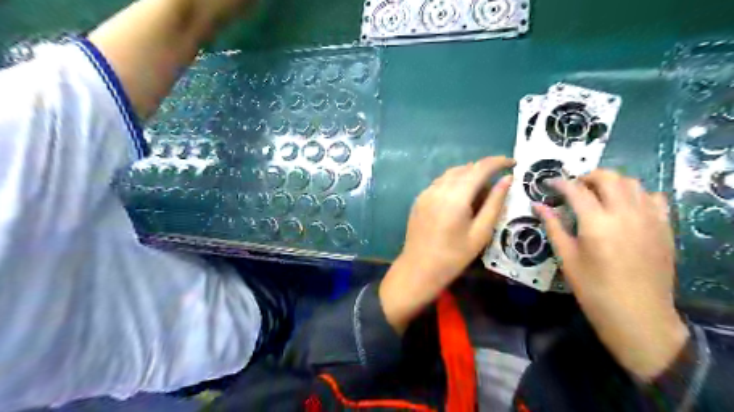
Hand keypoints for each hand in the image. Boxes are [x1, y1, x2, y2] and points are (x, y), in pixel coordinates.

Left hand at [379, 156, 514, 332]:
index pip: (480, 168)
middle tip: (497, 183)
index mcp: (455, 197)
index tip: (513, 162)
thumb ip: (495, 203)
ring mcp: (426, 192)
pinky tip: (460, 198)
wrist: (418, 269)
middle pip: (465, 168)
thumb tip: (507, 179)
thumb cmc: (453, 257)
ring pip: (451, 173)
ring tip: (480, 191)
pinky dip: (454, 183)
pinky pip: (440, 182)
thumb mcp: (480, 233)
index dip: (498, 162)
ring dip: (468, 175)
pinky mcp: (419, 198)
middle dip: (483, 170)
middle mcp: (438, 189)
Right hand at [534, 170, 688, 379]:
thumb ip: (553, 226)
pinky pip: (653, 197)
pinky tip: (624, 207)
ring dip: (611, 182)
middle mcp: (625, 213)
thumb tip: (537, 204)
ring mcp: (649, 218)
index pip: (576, 190)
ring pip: (632, 183)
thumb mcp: (566, 257)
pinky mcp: (664, 227)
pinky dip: (636, 194)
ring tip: (597, 195)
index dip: (560, 183)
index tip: (549, 183)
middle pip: (608, 177)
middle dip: (587, 176)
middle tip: (574, 188)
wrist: (637, 315)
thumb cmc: (593, 288)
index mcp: (596, 223)